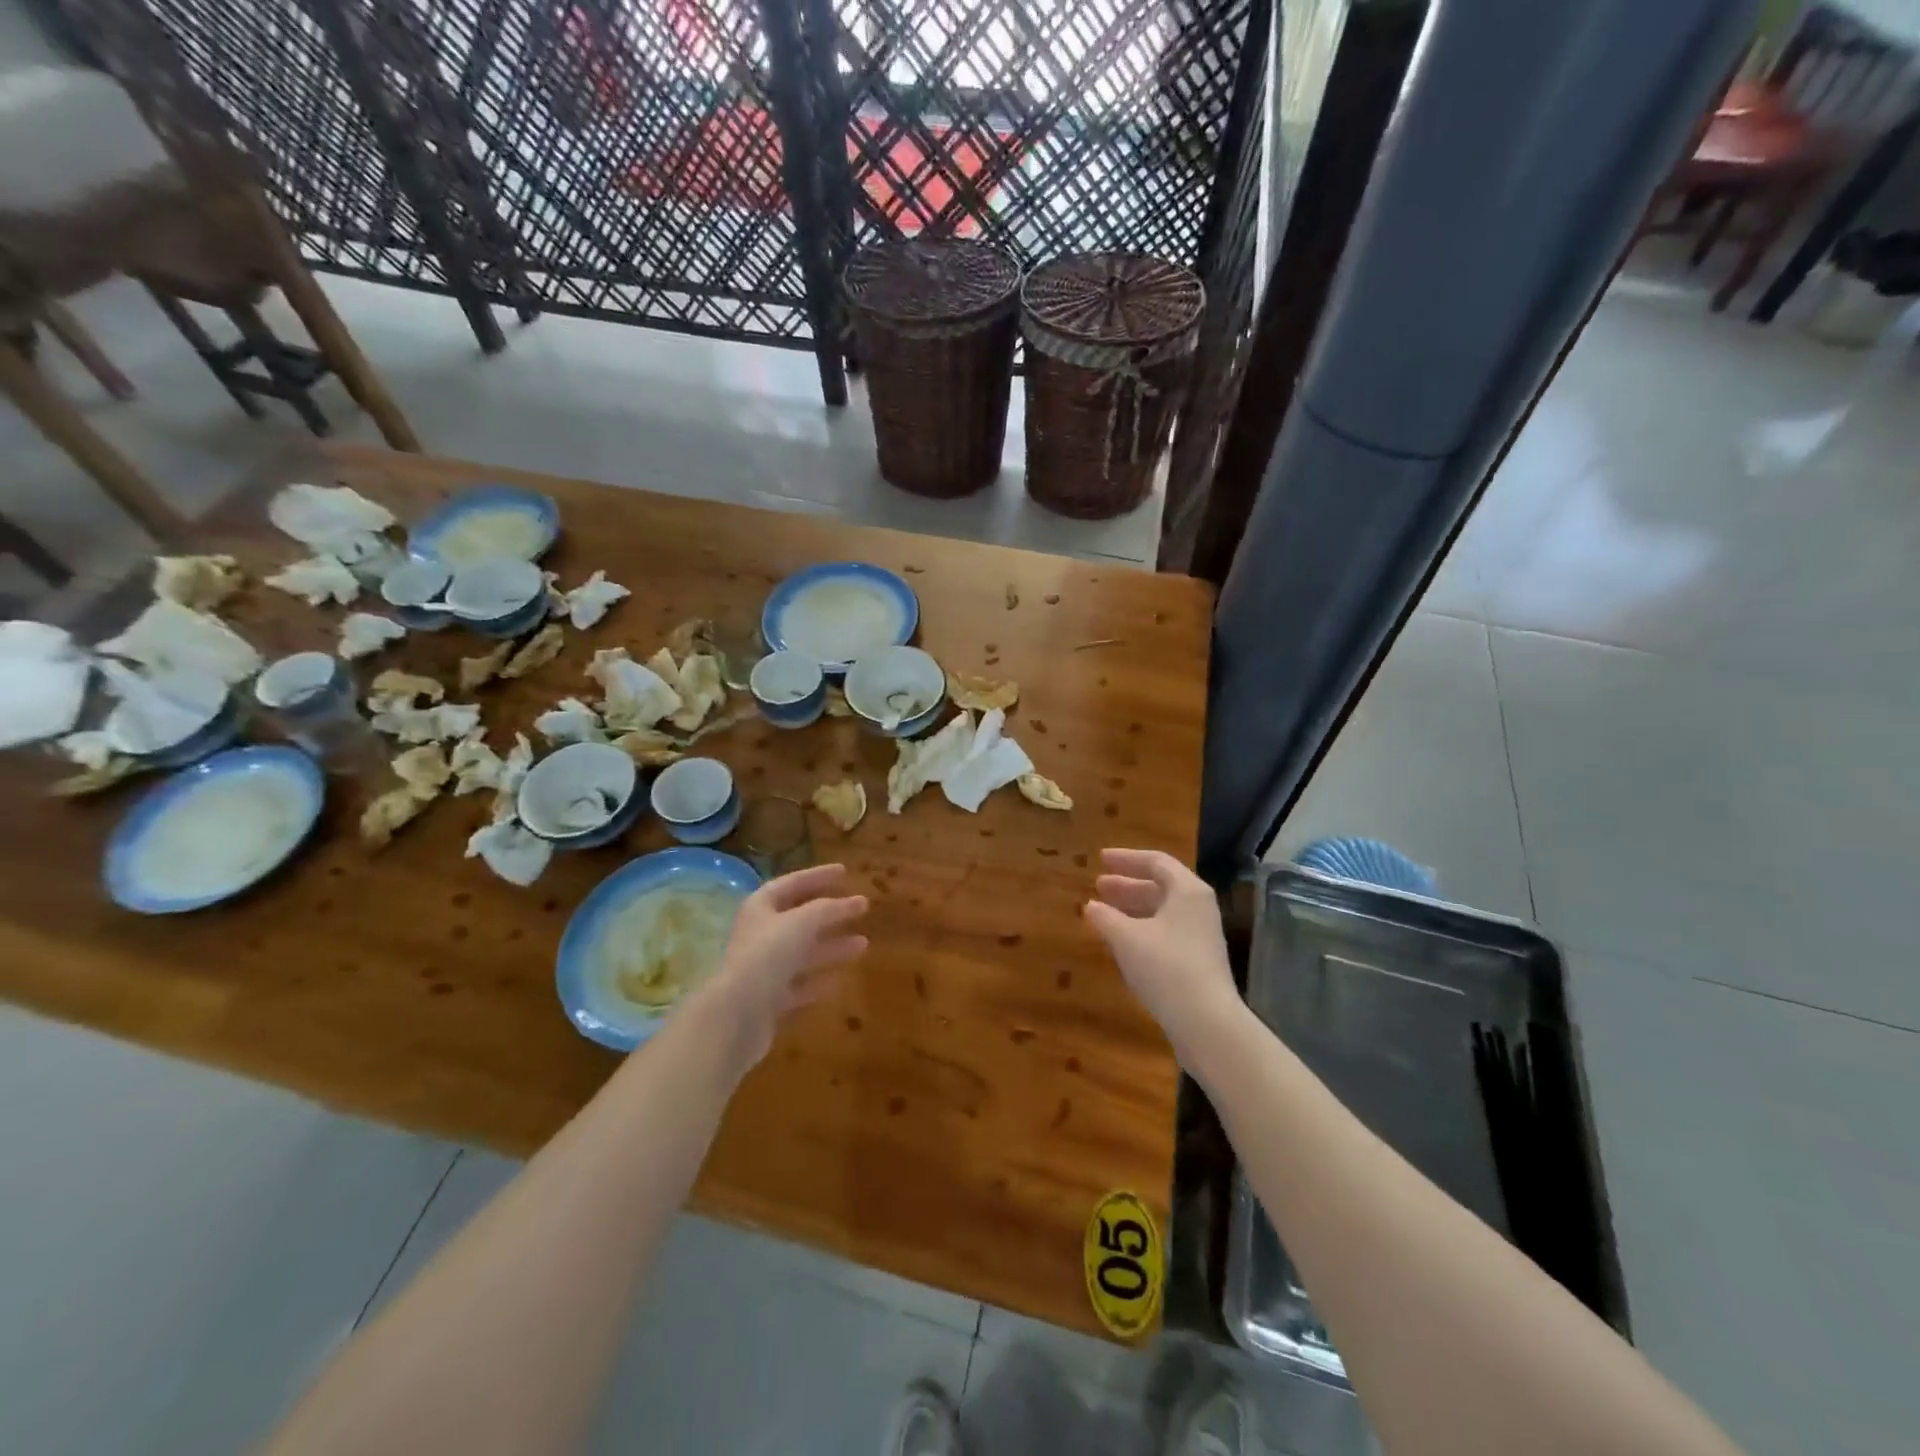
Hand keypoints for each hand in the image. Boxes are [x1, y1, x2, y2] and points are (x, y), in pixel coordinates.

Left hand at [685, 863, 868, 1068]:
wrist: (736, 1015)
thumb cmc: (767, 956)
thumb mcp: (801, 922)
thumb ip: (827, 909)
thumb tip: (850, 902)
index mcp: (760, 908)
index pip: (792, 883)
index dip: (818, 876)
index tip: (845, 871)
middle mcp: (759, 935)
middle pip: (799, 919)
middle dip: (831, 913)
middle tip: (862, 907)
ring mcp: (763, 969)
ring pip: (803, 953)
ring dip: (832, 947)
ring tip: (863, 944)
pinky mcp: (768, 1000)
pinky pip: (798, 985)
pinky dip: (818, 981)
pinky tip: (839, 981)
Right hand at [1083, 848, 1241, 1061]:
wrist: (1206, 1022)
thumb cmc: (1166, 968)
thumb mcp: (1127, 938)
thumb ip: (1105, 917)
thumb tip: (1091, 905)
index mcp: (1187, 890)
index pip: (1155, 861)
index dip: (1126, 858)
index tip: (1100, 859)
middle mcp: (1198, 906)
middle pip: (1160, 885)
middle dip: (1127, 884)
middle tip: (1098, 885)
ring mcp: (1200, 934)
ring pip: (1162, 910)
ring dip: (1132, 907)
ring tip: (1103, 910)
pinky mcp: (1197, 959)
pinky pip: (1165, 930)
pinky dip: (1141, 927)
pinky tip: (1120, 939)